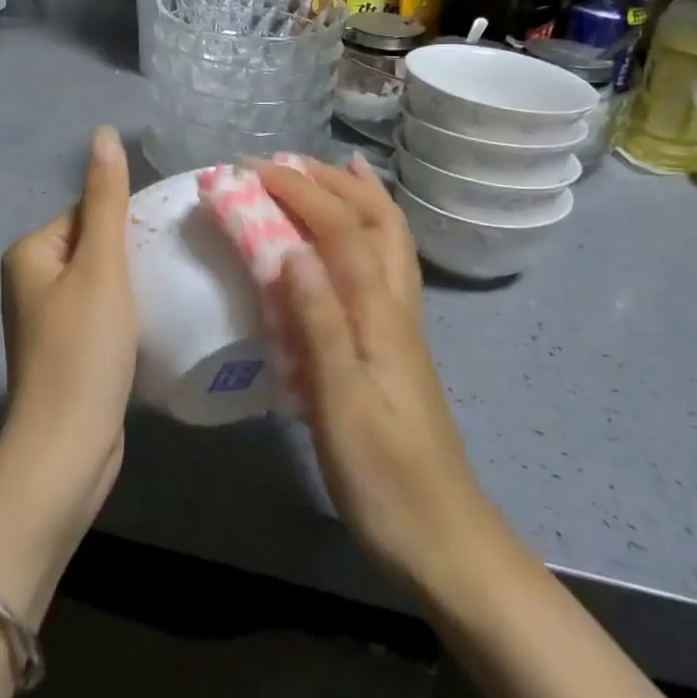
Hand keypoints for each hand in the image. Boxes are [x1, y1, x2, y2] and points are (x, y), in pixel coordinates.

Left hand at [0, 125, 137, 534]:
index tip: (165, 242)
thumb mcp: (101, 266)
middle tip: (173, 267)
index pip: (88, 212)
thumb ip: (106, 199)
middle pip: (95, 246)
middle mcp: (30, 281)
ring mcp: (47, 320)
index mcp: (30, 253)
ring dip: (134, 285)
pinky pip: (102, 314)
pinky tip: (153, 325)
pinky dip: (127, 315)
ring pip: (102, 282)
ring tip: (170, 293)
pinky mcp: (66, 352)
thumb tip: (101, 132)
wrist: (66, 450)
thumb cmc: (83, 350)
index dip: (128, 223)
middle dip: (133, 253)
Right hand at [257, 157, 487, 585]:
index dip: (300, 192)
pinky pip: (385, 267)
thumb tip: (293, 249)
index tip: (254, 170)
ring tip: (334, 167)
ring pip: (390, 240)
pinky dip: (369, 232)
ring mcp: (401, 325)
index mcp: (380, 315)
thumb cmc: (383, 475)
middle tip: (287, 160)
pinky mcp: (395, 345)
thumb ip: (320, 324)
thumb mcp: (341, 404)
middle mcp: (396, 307)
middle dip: (332, 181)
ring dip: (360, 196)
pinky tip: (352, 240)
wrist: (442, 537)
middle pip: (377, 222)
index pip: (341, 231)